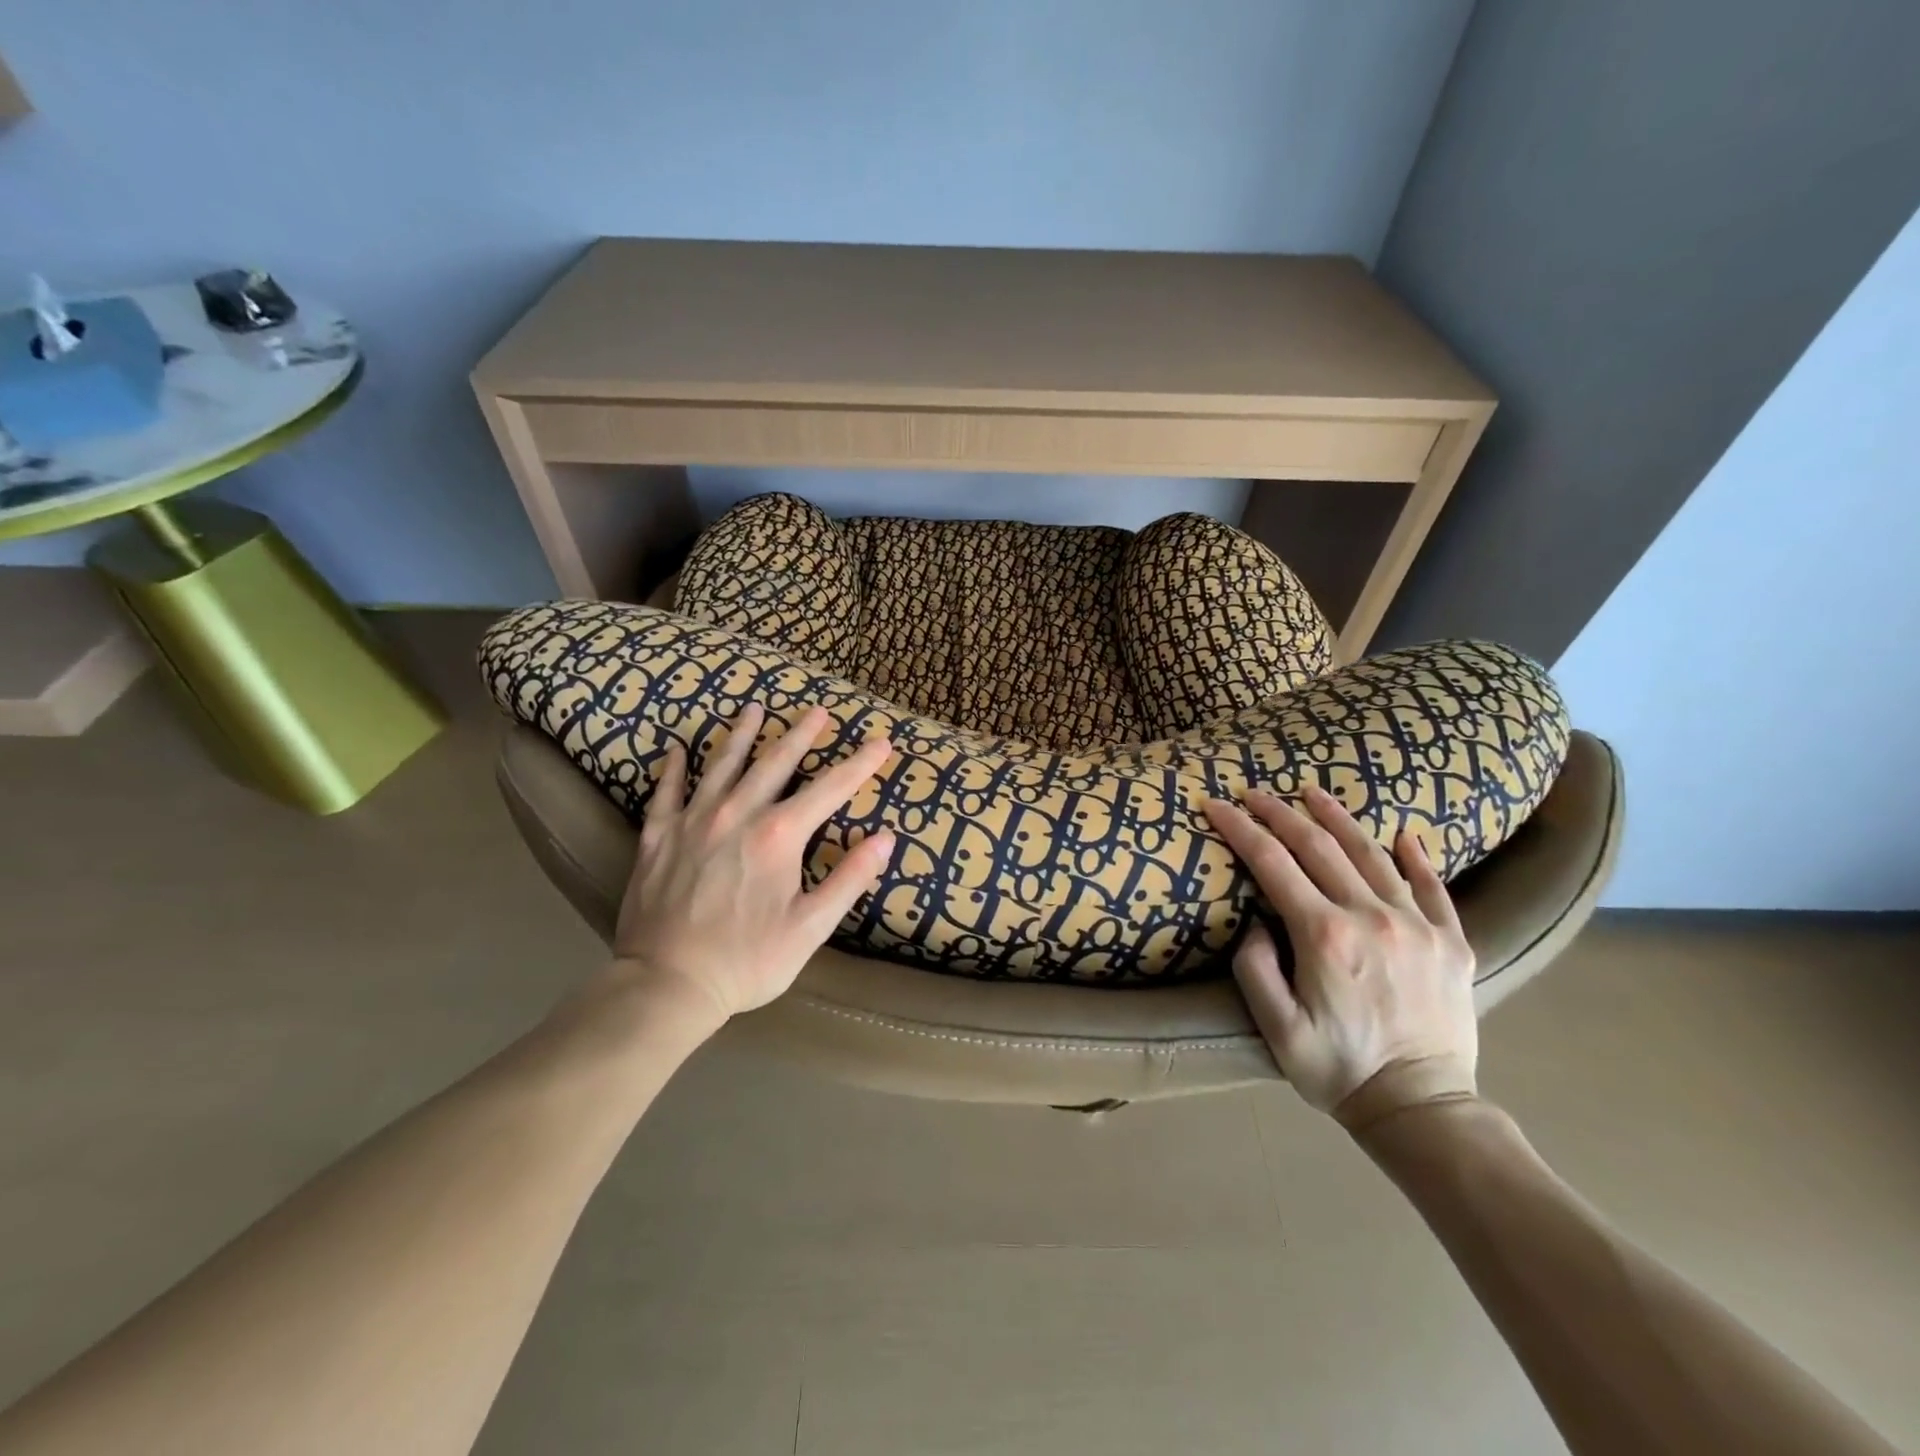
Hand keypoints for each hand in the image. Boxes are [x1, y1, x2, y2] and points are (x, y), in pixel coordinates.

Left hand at [610, 704, 895, 1024]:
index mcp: (778, 836)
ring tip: (753, 709)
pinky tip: (677, 748)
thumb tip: (885, 838)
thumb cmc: (747, 961)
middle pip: (775, 763)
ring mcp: (692, 822)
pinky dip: (672, 768)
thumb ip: (849, 879)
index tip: (881, 742)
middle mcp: (736, 815)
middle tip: (818, 711)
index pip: (830, 789)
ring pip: (721, 766)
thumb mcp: (811, 927)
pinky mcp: (657, 838)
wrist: (666, 985)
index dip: (859, 764)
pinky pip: (665, 793)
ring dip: (740, 735)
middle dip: (801, 734)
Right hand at [1203, 785, 1477, 1129]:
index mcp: (1324, 936)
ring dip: (1338, 818)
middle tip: (1253, 792)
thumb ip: (1255, 969)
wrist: (1422, 1109)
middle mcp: (1371, 917)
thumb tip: (1257, 923)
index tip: (1216, 805)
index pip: (1272, 863)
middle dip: (1279, 813)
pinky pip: (1433, 887)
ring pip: (1372, 854)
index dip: (1240, 829)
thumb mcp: (1276, 1029)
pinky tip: (1403, 833)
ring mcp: (1418, 926)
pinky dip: (1416, 856)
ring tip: (1312, 793)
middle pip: (1318, 846)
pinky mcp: (1452, 942)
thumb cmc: (1337, 1070)